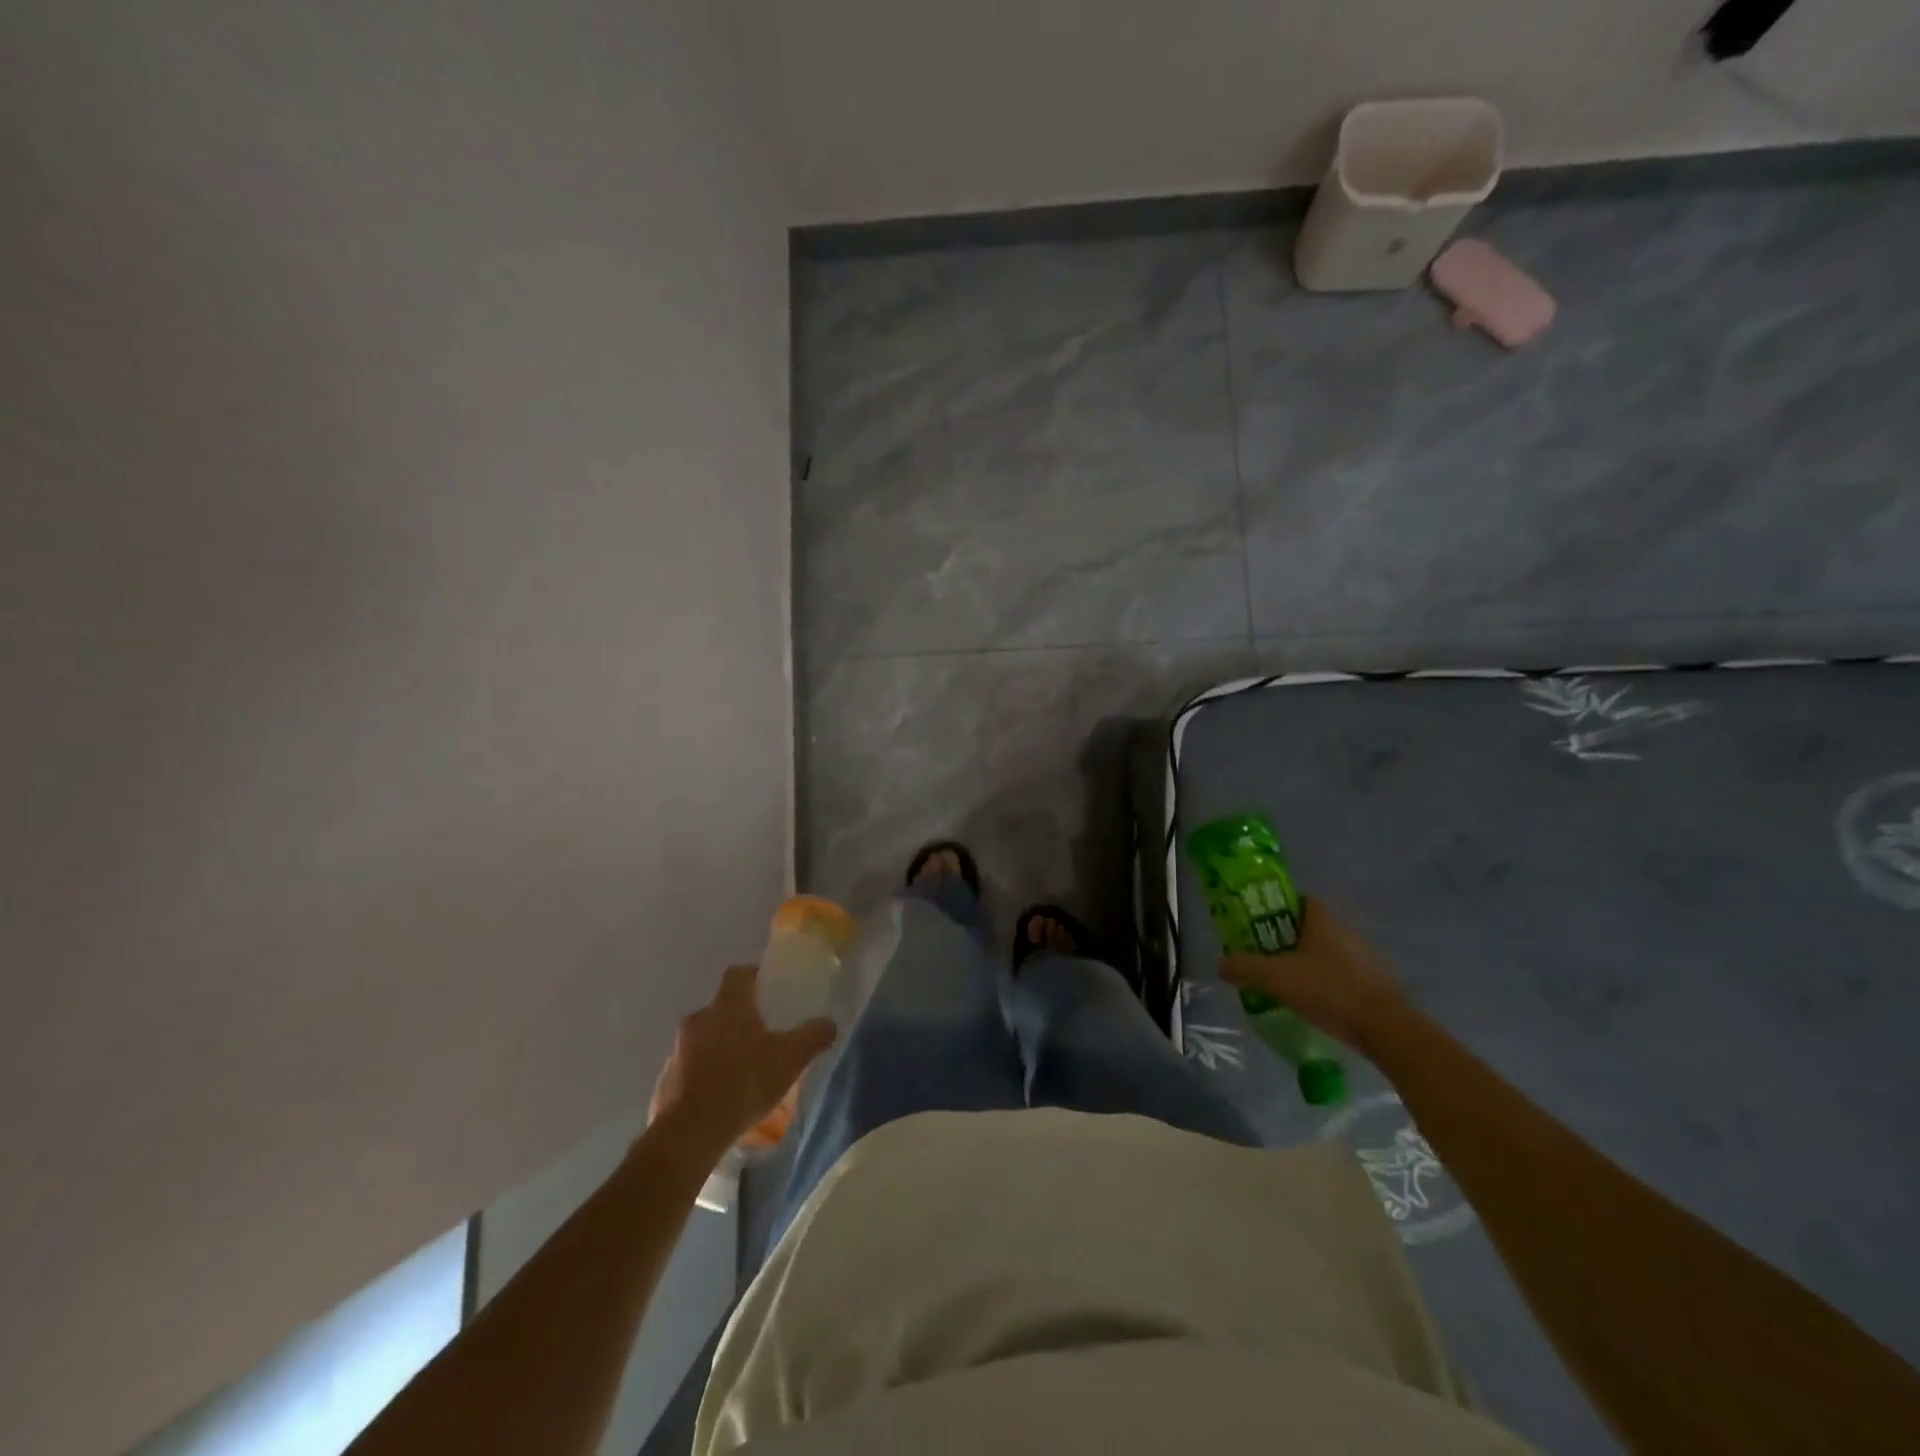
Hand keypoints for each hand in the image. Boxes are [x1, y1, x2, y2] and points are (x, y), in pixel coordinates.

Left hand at [649, 965, 835, 1150]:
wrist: (689, 1133)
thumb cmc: (744, 1082)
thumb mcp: (790, 1059)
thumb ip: (813, 1037)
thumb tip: (829, 1023)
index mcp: (729, 1005)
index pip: (739, 974)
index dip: (754, 977)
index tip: (769, 989)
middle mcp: (700, 1018)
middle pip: (722, 1007)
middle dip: (741, 1018)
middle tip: (763, 1036)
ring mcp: (678, 1049)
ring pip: (705, 1037)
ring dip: (721, 1047)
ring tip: (743, 1071)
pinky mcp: (666, 1080)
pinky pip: (690, 1067)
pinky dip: (705, 1074)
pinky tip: (721, 1096)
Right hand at [1220, 896, 1408, 1049]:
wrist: (1387, 1029)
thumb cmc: (1329, 990)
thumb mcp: (1276, 978)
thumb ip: (1245, 967)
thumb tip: (1221, 964)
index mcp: (1323, 920)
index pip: (1300, 900)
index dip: (1278, 910)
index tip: (1260, 928)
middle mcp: (1346, 931)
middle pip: (1311, 928)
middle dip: (1288, 940)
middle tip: (1266, 958)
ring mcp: (1365, 958)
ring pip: (1327, 953)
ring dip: (1308, 964)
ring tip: (1287, 985)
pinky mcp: (1376, 984)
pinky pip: (1343, 976)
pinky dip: (1327, 984)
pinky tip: (1314, 1004)